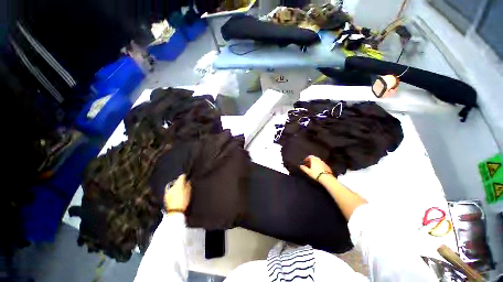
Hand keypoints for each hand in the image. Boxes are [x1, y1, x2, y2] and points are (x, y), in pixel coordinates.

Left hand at [164, 174, 191, 211]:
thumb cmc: (184, 200)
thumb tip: (188, 180)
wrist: (175, 211)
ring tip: (180, 191)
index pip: (182, 176)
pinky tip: (176, 195)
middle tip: (185, 185)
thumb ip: (188, 185)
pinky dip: (173, 191)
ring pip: (173, 186)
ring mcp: (168, 191)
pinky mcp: (165, 196)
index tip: (188, 178)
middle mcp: (172, 186)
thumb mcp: (189, 192)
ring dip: (176, 187)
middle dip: (180, 182)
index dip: (185, 176)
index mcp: (179, 184)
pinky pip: (170, 191)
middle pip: (177, 181)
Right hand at [299, 155, 332, 181]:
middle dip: (311, 159)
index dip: (307, 158)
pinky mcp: (327, 166)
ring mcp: (323, 162)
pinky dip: (319, 164)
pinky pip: (321, 163)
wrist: (326, 178)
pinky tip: (319, 168)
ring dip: (315, 162)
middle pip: (314, 157)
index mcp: (314, 160)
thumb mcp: (308, 172)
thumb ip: (304, 168)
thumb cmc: (316, 174)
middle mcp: (319, 160)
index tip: (305, 161)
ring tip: (313, 166)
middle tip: (308, 163)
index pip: (310, 156)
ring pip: (318, 160)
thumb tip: (300, 166)